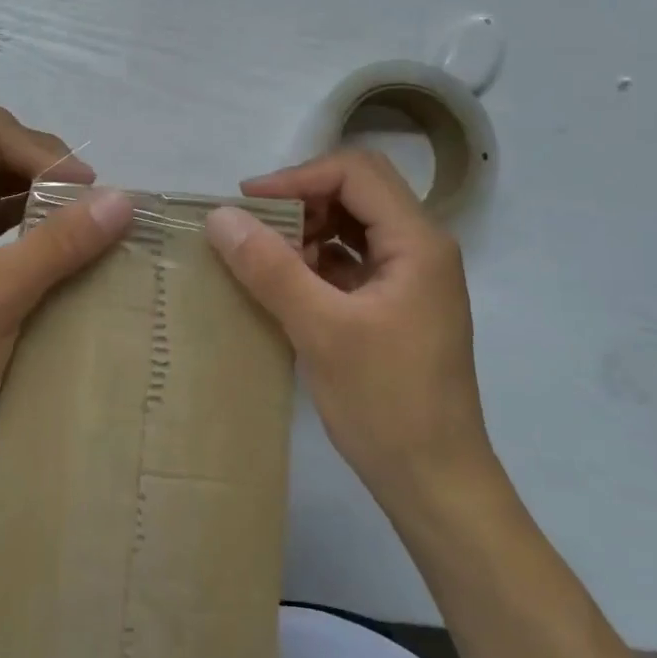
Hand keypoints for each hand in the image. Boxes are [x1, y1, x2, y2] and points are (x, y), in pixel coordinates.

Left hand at [0, 108, 133, 465]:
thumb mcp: (3, 294)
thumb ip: (62, 242)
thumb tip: (122, 200)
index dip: (43, 152)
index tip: (82, 192)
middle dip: (43, 169)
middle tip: (86, 206)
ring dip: (37, 197)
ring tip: (78, 225)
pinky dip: (26, 226)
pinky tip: (55, 249)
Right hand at [203, 150, 495, 502]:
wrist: (436, 484)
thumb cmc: (386, 404)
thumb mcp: (320, 331)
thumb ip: (270, 268)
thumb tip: (220, 217)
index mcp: (417, 242)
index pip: (356, 173)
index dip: (298, 177)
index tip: (248, 203)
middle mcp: (421, 248)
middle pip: (357, 192)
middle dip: (301, 200)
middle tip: (252, 226)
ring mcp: (411, 277)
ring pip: (353, 224)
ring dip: (308, 229)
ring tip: (264, 255)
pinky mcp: (396, 303)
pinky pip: (353, 259)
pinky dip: (317, 259)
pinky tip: (284, 281)